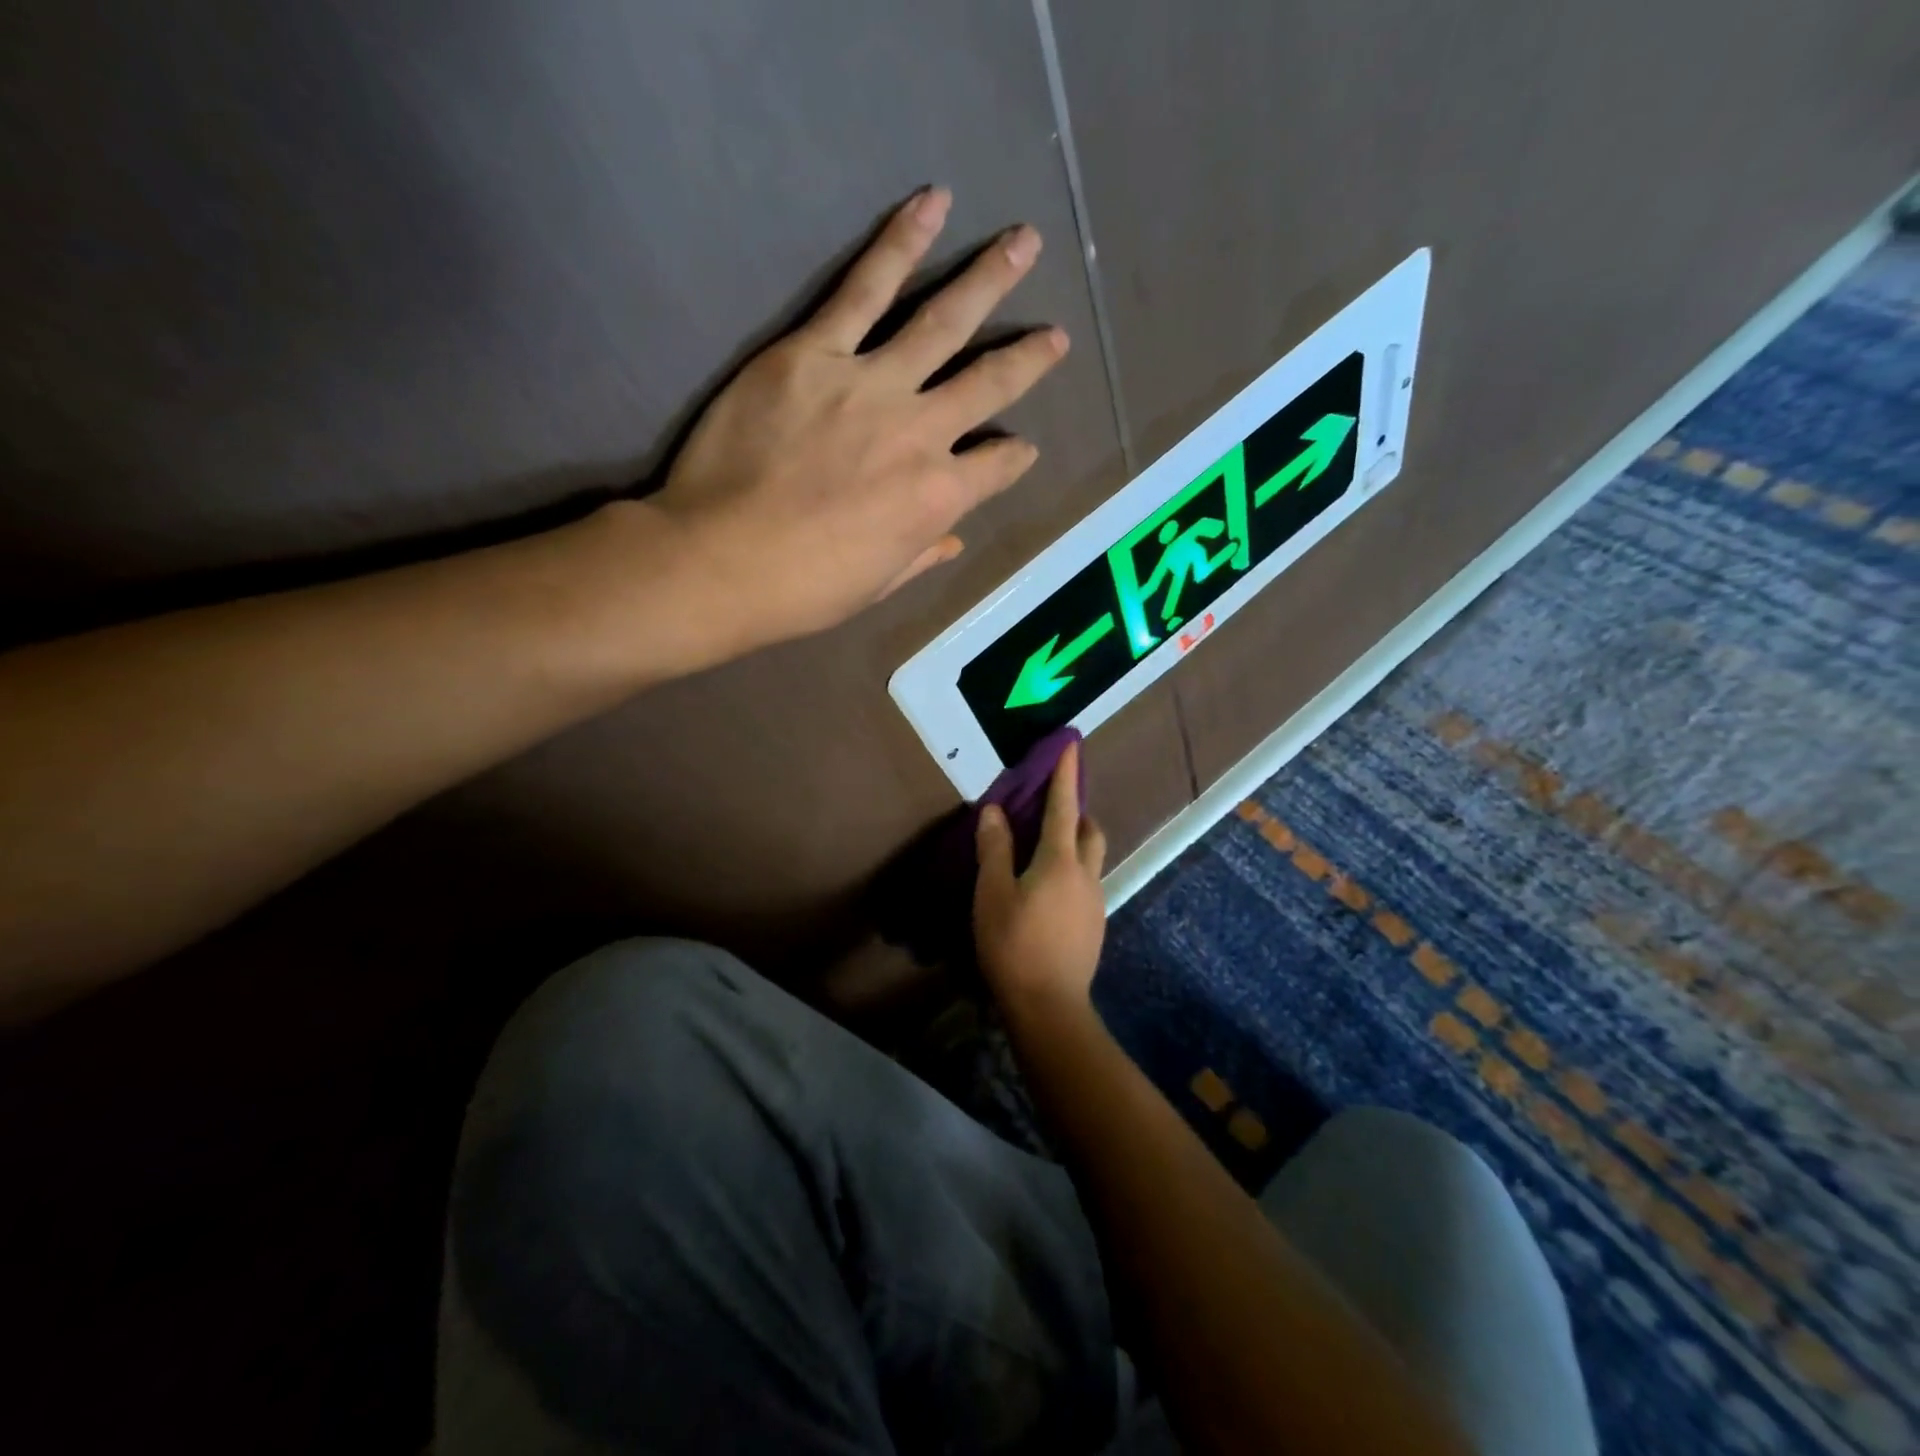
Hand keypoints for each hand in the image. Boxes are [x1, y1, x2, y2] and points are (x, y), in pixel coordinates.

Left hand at [646, 186, 1068, 654]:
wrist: (720, 562)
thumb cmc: (803, 589)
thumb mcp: (877, 586)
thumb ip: (922, 554)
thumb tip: (953, 540)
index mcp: (938, 498)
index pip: (998, 467)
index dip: (1015, 457)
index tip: (1022, 448)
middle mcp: (921, 433)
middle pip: (988, 383)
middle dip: (1028, 357)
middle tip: (1056, 334)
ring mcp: (871, 384)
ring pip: (942, 321)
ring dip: (988, 279)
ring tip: (1023, 243)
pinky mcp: (814, 351)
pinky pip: (865, 287)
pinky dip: (901, 243)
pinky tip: (931, 205)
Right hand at [973, 740, 1107, 1023]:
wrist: (1049, 1006)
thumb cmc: (1014, 944)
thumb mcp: (993, 893)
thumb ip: (995, 849)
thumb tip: (996, 810)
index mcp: (1060, 860)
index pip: (1064, 806)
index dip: (1066, 775)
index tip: (1072, 746)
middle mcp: (1086, 874)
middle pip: (1089, 830)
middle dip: (1076, 810)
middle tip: (1053, 806)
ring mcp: (1094, 901)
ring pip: (1091, 858)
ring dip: (1075, 842)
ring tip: (1046, 849)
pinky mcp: (1094, 925)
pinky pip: (1086, 883)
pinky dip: (1072, 870)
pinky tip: (1049, 890)